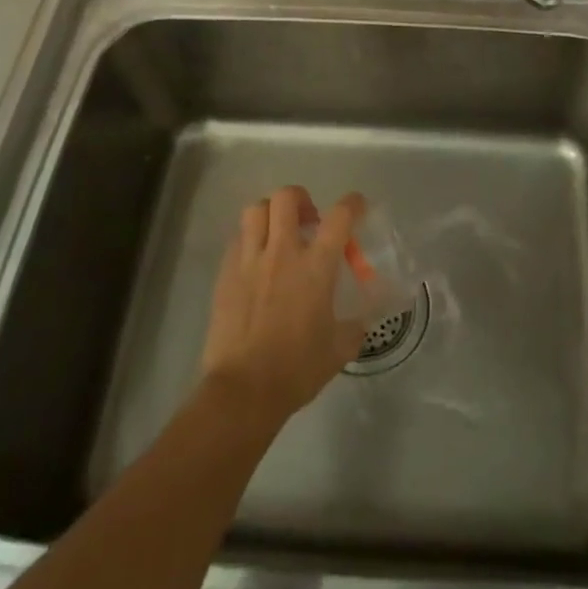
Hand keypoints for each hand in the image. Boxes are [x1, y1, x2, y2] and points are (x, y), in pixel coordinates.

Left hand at [200, 186, 366, 430]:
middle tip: (308, 219)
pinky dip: (250, 240)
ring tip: (279, 232)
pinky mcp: (225, 275)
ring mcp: (249, 261)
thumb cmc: (297, 369)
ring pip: (255, 211)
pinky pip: (238, 240)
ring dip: (271, 214)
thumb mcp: (340, 348)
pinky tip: (256, 261)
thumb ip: (355, 326)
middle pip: (287, 198)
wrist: (244, 390)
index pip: (339, 217)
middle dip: (301, 199)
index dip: (352, 204)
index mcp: (316, 267)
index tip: (357, 205)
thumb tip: (361, 319)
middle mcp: (282, 253)